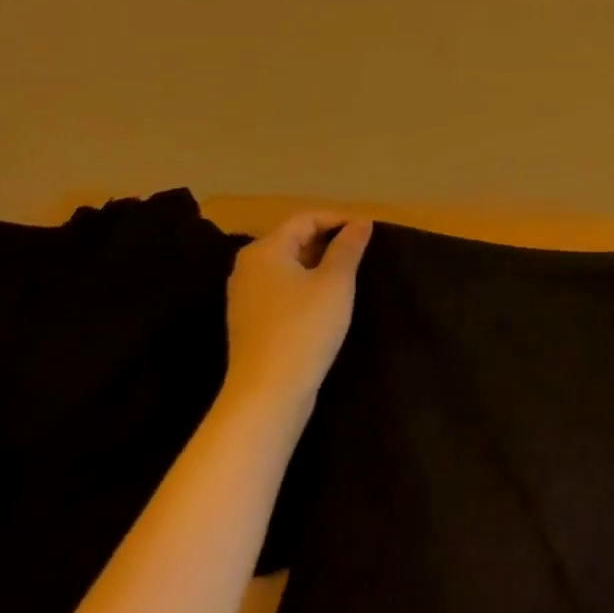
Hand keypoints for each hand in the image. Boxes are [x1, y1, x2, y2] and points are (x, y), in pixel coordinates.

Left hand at [220, 212, 371, 423]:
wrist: (268, 394)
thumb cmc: (304, 328)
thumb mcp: (335, 282)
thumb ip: (348, 247)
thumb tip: (360, 222)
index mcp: (265, 250)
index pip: (306, 219)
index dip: (339, 219)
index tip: (369, 230)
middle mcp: (248, 267)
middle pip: (294, 239)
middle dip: (329, 240)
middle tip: (362, 251)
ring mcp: (245, 296)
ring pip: (288, 265)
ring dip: (319, 263)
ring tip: (349, 273)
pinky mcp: (250, 321)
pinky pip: (281, 288)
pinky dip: (305, 284)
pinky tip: (327, 299)